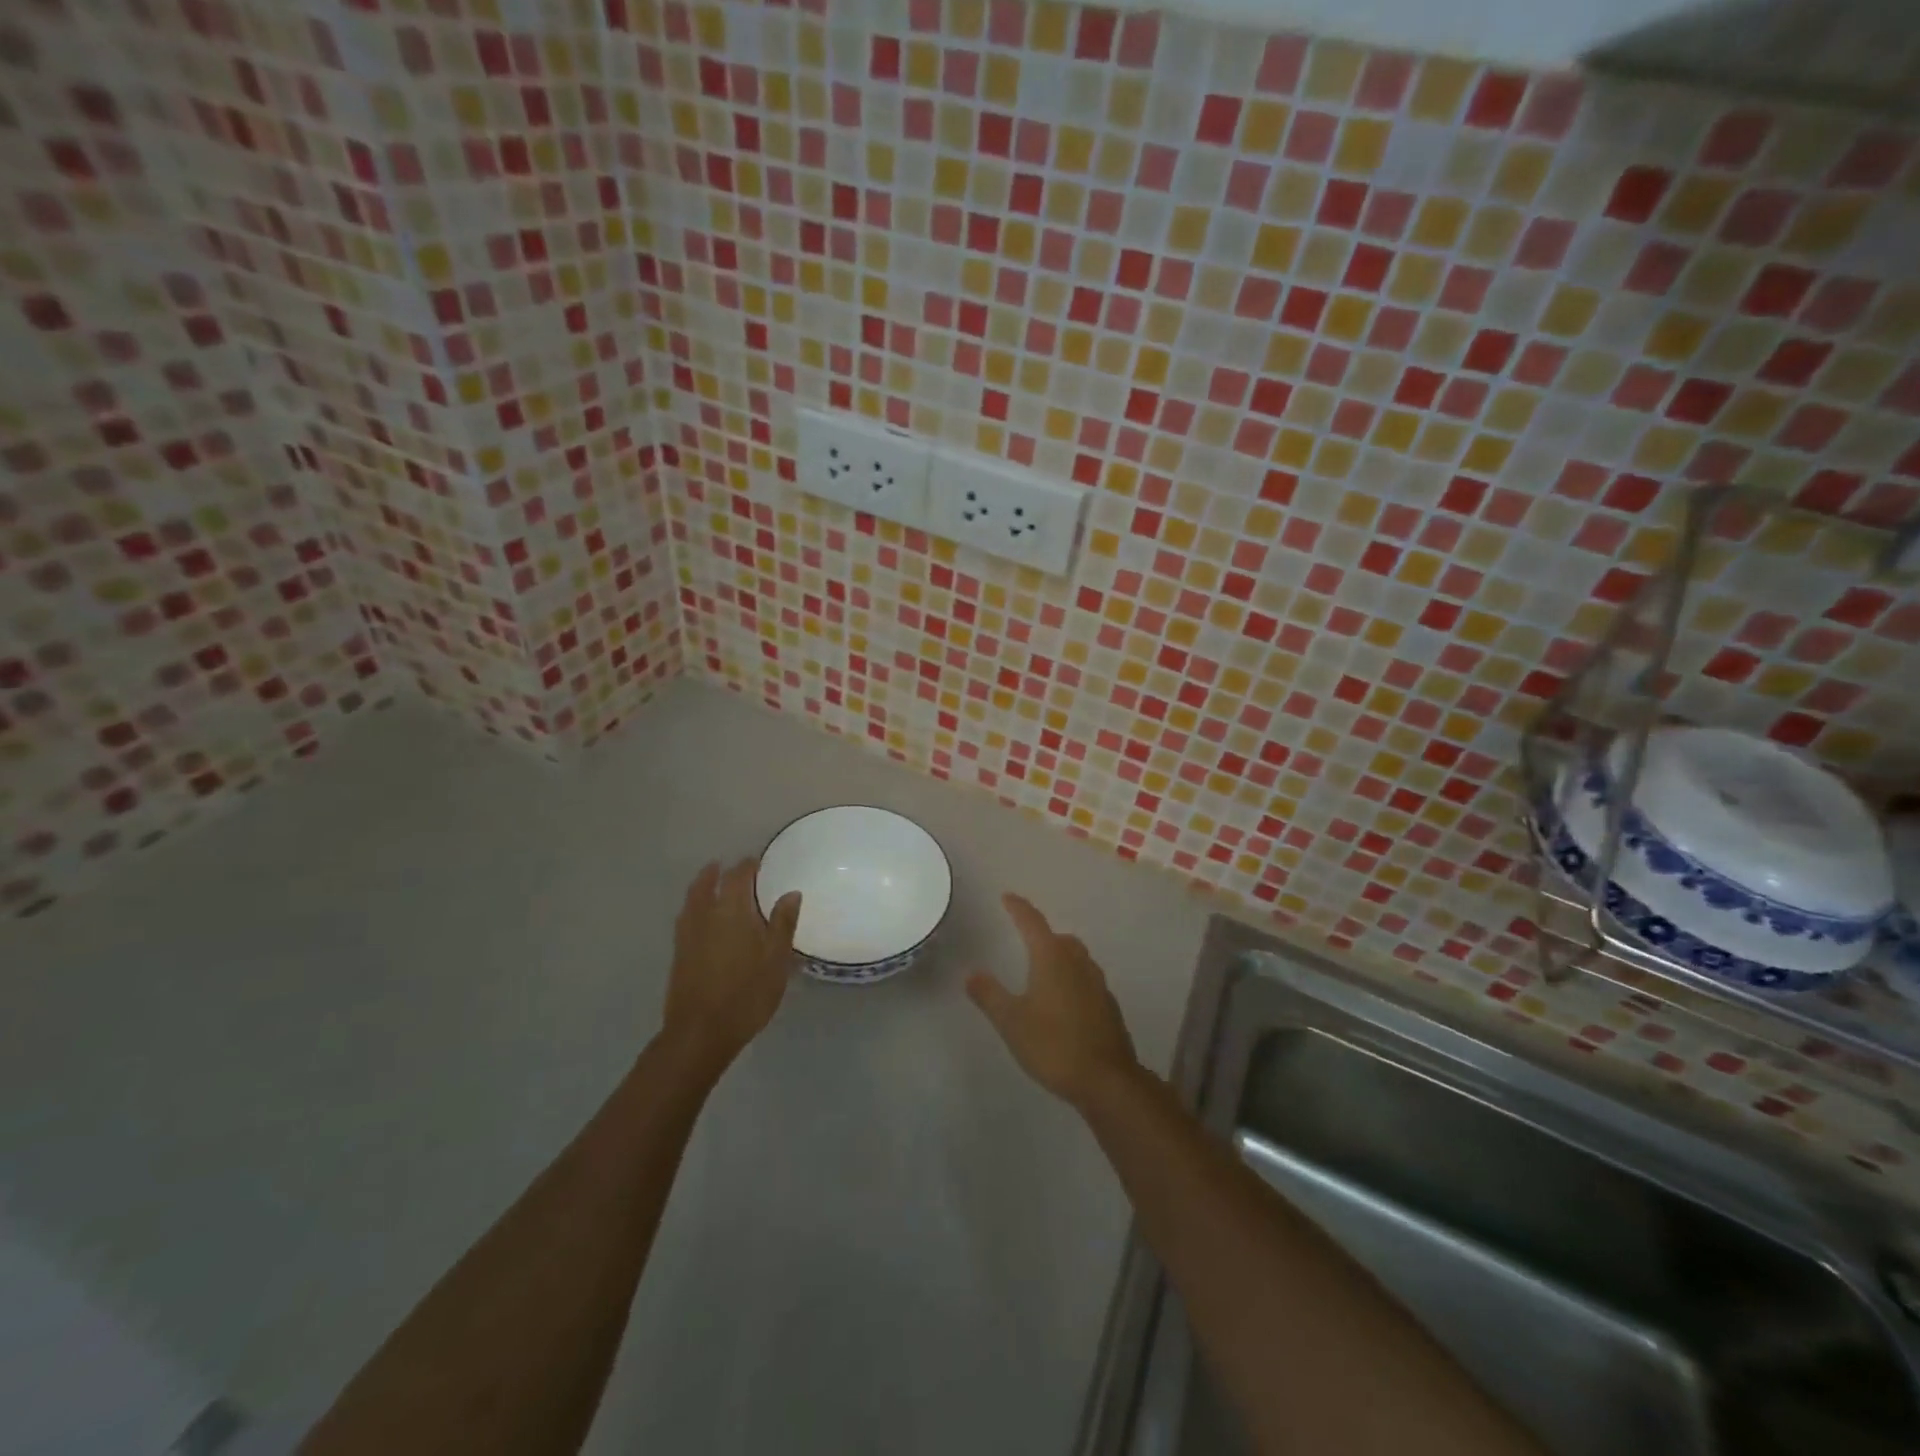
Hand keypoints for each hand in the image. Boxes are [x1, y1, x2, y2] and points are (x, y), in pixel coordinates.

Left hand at [662, 860, 800, 1074]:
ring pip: (692, 899)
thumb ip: (783, 923)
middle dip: (719, 872)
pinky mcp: (678, 954)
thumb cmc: (746, 993)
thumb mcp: (776, 958)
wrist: (700, 1032)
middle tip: (730, 867)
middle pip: (707, 883)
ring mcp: (687, 934)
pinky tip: (703, 919)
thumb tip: (791, 892)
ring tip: (712, 883)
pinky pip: (686, 918)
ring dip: (702, 886)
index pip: (738, 876)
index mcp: (732, 910)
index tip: (757, 862)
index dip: (748, 866)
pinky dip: (694, 907)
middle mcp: (705, 914)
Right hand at [967, 893, 1137, 1106]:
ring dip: (1060, 956)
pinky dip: (1072, 979)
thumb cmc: (1053, 1045)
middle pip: (1059, 939)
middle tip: (1025, 939)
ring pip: (1077, 958)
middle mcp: (1078, 963)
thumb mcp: (1012, 1022)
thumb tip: (972, 973)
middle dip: (1042, 935)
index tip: (1007, 897)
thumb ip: (990, 995)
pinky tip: (1064, 1001)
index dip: (1019, 908)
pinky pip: (1087, 980)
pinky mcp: (1109, 1006)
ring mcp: (1098, 984)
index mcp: (1052, 959)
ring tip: (1043, 969)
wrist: (1107, 1080)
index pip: (1033, 923)